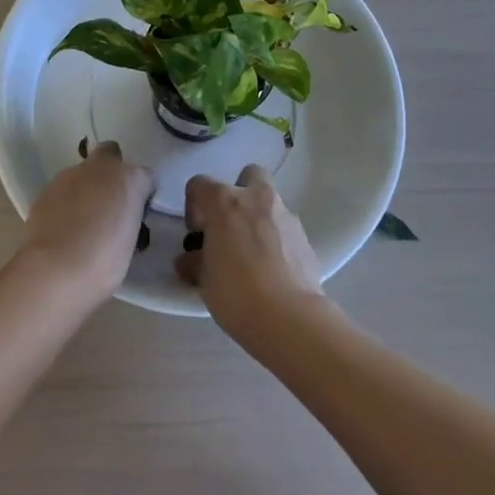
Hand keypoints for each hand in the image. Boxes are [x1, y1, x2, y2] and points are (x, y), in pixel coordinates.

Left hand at [21, 142, 154, 303]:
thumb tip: (117, 219)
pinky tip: (62, 227)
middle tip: (108, 203)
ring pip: (82, 173)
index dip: (140, 194)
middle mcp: (102, 167)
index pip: (145, 177)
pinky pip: (62, 190)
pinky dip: (65, 202)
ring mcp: (70, 175)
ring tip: (81, 222)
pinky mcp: (46, 188)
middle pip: (110, 154)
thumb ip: (126, 219)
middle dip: (110, 170)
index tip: (135, 215)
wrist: (56, 270)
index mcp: (131, 179)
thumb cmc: (105, 262)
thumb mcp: (130, 241)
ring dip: (85, 188)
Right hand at [175, 164, 323, 341]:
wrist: (290, 318)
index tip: (196, 233)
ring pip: (269, 201)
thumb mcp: (204, 280)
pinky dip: (276, 238)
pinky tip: (271, 268)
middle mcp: (257, 198)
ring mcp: (285, 215)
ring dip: (258, 217)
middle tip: (229, 227)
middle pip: (247, 175)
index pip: (200, 184)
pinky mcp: (305, 236)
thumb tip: (190, 260)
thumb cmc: (237, 293)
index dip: (194, 205)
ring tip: (251, 254)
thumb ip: (196, 261)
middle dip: (237, 193)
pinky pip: (284, 227)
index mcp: (226, 202)